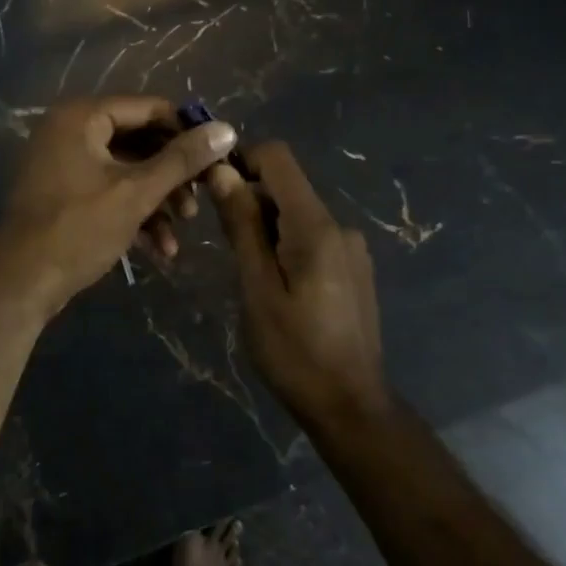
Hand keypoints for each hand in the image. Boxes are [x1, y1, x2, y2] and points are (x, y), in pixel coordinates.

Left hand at [0, 96, 237, 319]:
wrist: (21, 284)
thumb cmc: (78, 229)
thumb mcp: (137, 192)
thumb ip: (182, 159)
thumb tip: (227, 129)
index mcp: (81, 116)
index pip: (149, 108)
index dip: (186, 131)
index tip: (216, 158)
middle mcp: (69, 130)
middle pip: (139, 140)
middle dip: (172, 175)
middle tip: (201, 199)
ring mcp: (63, 163)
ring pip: (126, 170)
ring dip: (157, 199)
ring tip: (182, 229)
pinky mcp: (63, 194)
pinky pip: (108, 191)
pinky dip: (134, 213)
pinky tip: (160, 247)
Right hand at [207, 142, 386, 419]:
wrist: (350, 406)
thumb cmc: (294, 351)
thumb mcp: (257, 288)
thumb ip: (242, 226)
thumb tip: (222, 171)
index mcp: (315, 226)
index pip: (278, 158)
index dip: (241, 162)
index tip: (212, 190)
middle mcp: (339, 226)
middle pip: (285, 187)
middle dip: (249, 202)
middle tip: (224, 247)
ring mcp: (351, 248)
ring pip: (296, 215)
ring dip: (265, 229)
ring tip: (249, 274)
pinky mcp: (353, 268)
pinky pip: (312, 238)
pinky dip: (285, 246)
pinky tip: (277, 287)